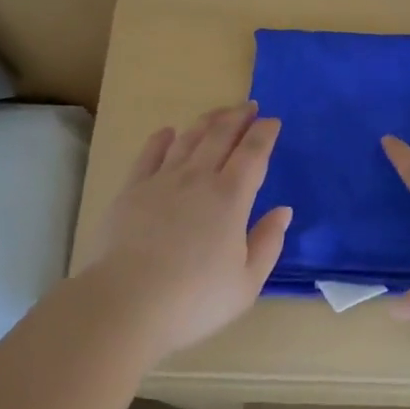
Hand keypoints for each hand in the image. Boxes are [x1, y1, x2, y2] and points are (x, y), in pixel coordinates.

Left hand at [85, 102, 291, 358]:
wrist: (126, 303)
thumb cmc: (194, 299)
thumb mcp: (246, 282)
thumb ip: (268, 243)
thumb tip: (283, 211)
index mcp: (231, 197)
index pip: (253, 153)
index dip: (264, 133)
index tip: (272, 121)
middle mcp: (198, 178)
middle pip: (220, 136)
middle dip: (237, 117)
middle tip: (248, 106)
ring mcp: (162, 180)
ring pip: (188, 139)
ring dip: (206, 122)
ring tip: (217, 114)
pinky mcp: (132, 190)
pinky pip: (149, 154)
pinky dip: (162, 139)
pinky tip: (168, 132)